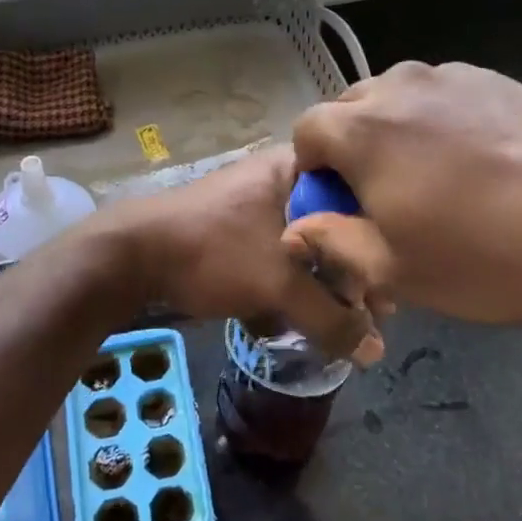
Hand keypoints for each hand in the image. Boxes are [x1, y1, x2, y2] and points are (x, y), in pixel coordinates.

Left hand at [101, 144, 386, 364]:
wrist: (130, 256)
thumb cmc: (212, 251)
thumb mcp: (278, 283)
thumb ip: (331, 317)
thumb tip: (376, 352)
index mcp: (296, 169)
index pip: (359, 195)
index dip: (379, 242)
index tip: (391, 285)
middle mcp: (280, 180)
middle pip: (335, 226)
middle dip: (350, 273)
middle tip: (369, 312)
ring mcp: (255, 206)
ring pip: (306, 246)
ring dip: (320, 285)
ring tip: (338, 323)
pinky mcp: (235, 234)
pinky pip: (278, 257)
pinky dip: (289, 286)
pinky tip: (296, 319)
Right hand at [286, 62, 521, 324]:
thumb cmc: (490, 254)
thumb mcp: (398, 271)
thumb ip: (333, 243)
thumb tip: (295, 228)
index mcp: (362, 128)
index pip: (306, 132)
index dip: (313, 172)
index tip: (342, 208)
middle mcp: (400, 87)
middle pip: (350, 109)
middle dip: (350, 149)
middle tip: (385, 198)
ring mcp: (453, 77)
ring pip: (398, 99)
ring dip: (395, 134)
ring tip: (435, 181)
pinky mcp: (497, 80)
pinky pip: (444, 98)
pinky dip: (440, 124)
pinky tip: (479, 165)